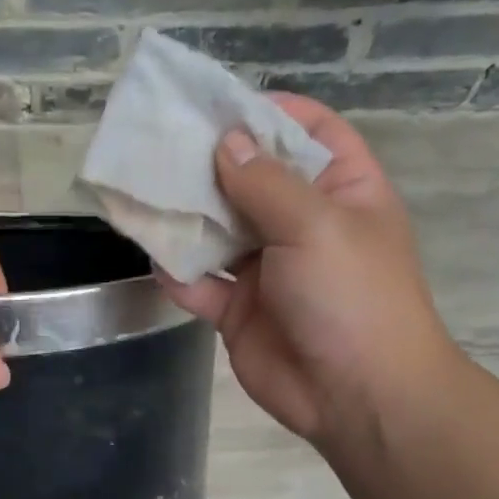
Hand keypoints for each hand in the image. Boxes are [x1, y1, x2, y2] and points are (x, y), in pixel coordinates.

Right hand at [160, 94, 459, 443]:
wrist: (355, 395)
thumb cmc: (351, 296)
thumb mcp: (316, 225)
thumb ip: (265, 183)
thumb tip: (226, 142)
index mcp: (342, 190)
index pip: (308, 133)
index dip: (267, 113)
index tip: (216, 104)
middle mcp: (302, 224)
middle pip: (251, 180)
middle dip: (210, 164)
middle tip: (160, 143)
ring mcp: (268, 269)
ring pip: (219, 232)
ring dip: (186, 217)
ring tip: (143, 191)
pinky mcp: (239, 311)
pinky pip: (202, 285)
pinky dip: (179, 274)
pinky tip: (155, 259)